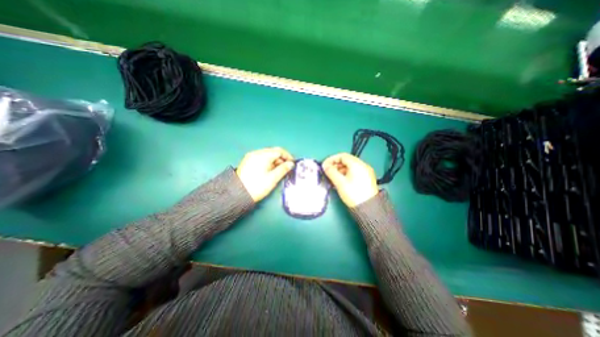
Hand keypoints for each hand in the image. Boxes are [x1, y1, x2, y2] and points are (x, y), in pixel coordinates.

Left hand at [238, 146, 295, 199]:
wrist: (238, 193)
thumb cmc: (257, 186)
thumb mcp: (273, 178)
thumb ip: (283, 169)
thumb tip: (291, 164)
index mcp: (263, 156)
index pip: (279, 151)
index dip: (288, 156)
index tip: (292, 163)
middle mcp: (257, 153)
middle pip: (273, 151)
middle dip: (282, 158)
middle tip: (287, 167)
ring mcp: (251, 156)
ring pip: (268, 154)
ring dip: (275, 160)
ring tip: (279, 170)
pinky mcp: (248, 161)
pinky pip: (262, 157)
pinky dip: (268, 161)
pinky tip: (270, 169)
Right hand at [322, 152, 375, 206]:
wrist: (368, 208)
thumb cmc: (353, 193)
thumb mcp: (340, 182)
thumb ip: (331, 172)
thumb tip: (325, 166)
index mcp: (357, 164)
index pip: (342, 156)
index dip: (332, 159)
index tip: (324, 165)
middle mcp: (363, 165)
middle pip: (346, 161)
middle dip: (335, 165)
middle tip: (327, 171)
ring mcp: (366, 172)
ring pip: (350, 167)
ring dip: (340, 170)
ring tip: (332, 177)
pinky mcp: (366, 178)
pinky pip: (354, 172)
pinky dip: (346, 174)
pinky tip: (340, 181)